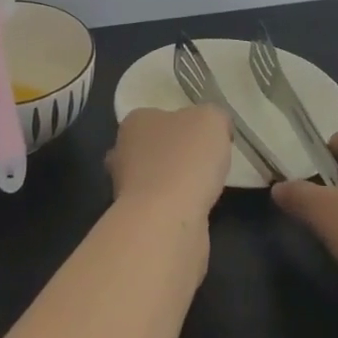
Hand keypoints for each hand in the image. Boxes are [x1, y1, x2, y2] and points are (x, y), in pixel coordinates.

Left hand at [106, 105, 231, 221]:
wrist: (167, 220)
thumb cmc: (186, 159)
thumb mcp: (211, 120)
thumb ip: (213, 117)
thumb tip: (215, 127)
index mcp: (135, 122)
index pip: (158, 116)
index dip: (183, 125)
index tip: (205, 138)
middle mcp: (122, 151)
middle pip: (152, 148)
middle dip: (174, 155)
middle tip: (204, 163)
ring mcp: (124, 188)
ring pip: (154, 178)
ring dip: (174, 183)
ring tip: (204, 188)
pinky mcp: (136, 219)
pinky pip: (160, 205)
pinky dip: (176, 207)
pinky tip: (194, 210)